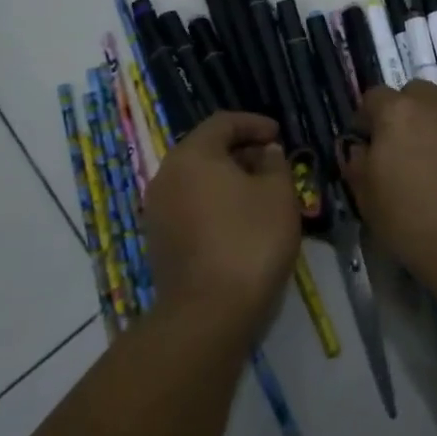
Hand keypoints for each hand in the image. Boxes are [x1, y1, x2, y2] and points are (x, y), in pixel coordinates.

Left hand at [141, 111, 299, 342]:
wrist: (208, 313)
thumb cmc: (249, 241)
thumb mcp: (278, 195)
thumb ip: (274, 164)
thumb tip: (265, 152)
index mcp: (192, 154)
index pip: (222, 122)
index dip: (254, 123)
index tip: (279, 135)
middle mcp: (166, 174)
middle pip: (206, 149)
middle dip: (241, 151)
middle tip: (272, 163)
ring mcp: (157, 209)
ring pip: (196, 179)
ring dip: (227, 179)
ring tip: (259, 193)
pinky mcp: (158, 240)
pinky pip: (189, 205)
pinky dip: (213, 203)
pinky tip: (239, 221)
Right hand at [341, 81, 436, 301]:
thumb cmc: (411, 223)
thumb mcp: (366, 197)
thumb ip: (357, 162)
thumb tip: (361, 148)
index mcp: (398, 112)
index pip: (374, 96)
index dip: (367, 119)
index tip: (367, 146)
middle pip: (414, 94)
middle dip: (404, 113)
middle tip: (402, 150)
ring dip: (435, 127)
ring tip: (435, 167)